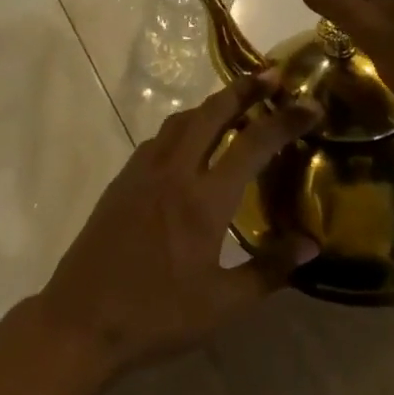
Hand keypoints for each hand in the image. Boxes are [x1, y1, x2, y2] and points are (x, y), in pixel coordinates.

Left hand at [34, 74, 320, 377]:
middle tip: (271, 75)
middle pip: (212, 113)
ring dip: (211, 105)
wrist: (82, 319)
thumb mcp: (222, 304)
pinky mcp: (123, 179)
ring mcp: (143, 171)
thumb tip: (310, 242)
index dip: (285, 120)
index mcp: (204, 200)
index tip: (310, 104)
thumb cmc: (157, 315)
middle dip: (244, 89)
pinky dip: (184, 127)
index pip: (253, 143)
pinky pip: (159, 138)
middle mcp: (174, 171)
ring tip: (236, 104)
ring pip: (181, 120)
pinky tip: (191, 143)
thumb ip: (269, 269)